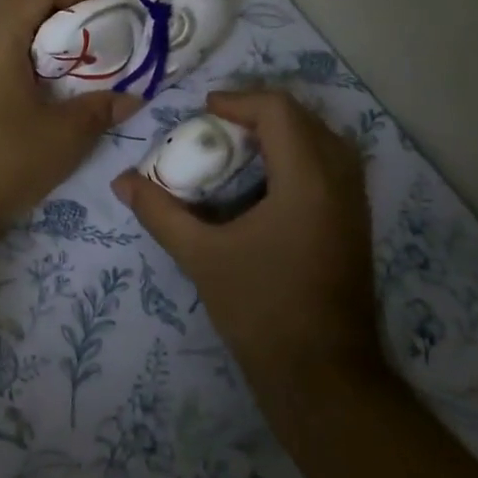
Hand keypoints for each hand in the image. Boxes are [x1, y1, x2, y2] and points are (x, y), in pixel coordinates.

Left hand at [0, 0, 137, 240]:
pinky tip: (25, 79)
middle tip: (85, 24)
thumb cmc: (0, 160)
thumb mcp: (62, 137)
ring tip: (59, 51)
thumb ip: (98, 110)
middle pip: (11, 0)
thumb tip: (131, 99)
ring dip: (25, 27)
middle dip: (50, 4)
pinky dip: (6, 47)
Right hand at [111, 89, 381, 400]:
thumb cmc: (260, 309)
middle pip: (306, 118)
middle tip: (219, 125)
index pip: (280, 111)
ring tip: (241, 146)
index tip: (204, 111)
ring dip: (284, 132)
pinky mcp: (356, 226)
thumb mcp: (201, 256)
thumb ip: (160, 212)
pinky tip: (267, 182)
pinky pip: (333, 167)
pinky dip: (300, 156)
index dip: (239, 100)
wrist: (322, 377)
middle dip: (261, 112)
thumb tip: (121, 181)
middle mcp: (340, 183)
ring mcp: (355, 205)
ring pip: (325, 141)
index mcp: (307, 181)